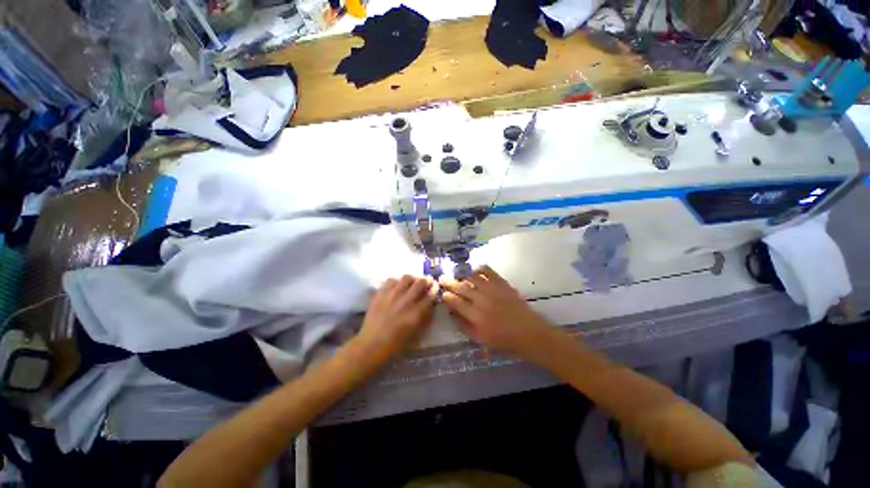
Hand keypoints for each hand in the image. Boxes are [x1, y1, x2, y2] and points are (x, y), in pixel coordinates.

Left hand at [357, 275, 437, 356]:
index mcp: (417, 313)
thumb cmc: (396, 343)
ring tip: (411, 282)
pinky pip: (391, 280)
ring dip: (412, 279)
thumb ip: (424, 316)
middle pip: (421, 283)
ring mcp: (393, 295)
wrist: (372, 344)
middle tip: (426, 281)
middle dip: (426, 281)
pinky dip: (396, 281)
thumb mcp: (416, 332)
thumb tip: (430, 303)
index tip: (435, 287)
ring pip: (407, 277)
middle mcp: (407, 301)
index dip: (435, 289)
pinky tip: (396, 286)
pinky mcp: (381, 293)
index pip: (430, 295)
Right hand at [440, 266, 559, 362]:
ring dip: (462, 275)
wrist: (530, 334)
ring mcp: (493, 290)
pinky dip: (479, 268)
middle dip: (449, 282)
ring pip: (472, 277)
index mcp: (476, 317)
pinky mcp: (503, 284)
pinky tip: (475, 270)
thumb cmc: (504, 340)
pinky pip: (488, 271)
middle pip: (461, 287)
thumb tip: (451, 312)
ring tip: (457, 275)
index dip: (446, 296)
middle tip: (442, 278)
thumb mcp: (480, 339)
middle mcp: (482, 300)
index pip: (455, 302)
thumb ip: (464, 325)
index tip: (442, 293)